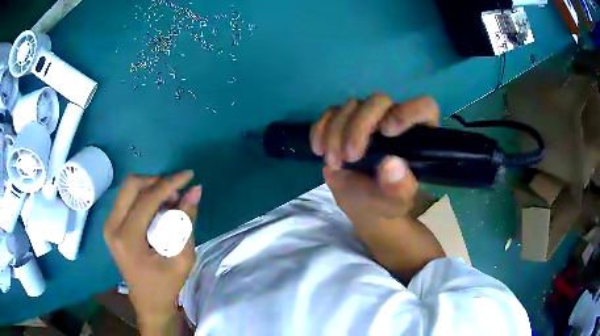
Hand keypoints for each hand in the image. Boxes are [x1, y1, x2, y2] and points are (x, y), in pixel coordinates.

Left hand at [104, 171, 201, 331]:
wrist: (148, 301)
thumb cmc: (166, 284)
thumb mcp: (182, 257)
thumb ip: (187, 221)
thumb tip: (195, 190)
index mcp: (127, 238)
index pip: (147, 198)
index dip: (170, 183)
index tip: (189, 175)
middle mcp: (112, 226)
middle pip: (131, 185)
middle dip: (157, 182)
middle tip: (176, 193)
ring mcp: (109, 224)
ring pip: (128, 189)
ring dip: (150, 189)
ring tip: (169, 203)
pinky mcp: (111, 225)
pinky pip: (127, 199)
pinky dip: (144, 197)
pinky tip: (158, 210)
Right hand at [310, 94, 438, 222]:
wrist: (362, 203)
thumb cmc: (386, 201)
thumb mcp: (396, 202)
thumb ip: (399, 188)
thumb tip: (390, 165)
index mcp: (418, 135)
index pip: (424, 107)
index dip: (408, 111)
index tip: (387, 132)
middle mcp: (394, 118)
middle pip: (379, 101)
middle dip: (359, 126)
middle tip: (350, 157)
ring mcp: (368, 118)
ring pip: (351, 106)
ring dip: (336, 133)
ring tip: (335, 163)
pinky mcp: (345, 121)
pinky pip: (331, 113)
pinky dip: (321, 129)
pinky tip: (319, 150)